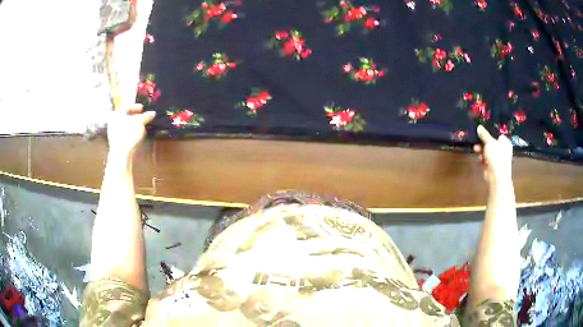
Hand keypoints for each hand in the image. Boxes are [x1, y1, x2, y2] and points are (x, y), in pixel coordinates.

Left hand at [107, 104, 155, 156]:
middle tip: (144, 117)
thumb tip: (152, 113)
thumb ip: (146, 116)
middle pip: (126, 116)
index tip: (143, 108)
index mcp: (117, 113)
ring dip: (134, 125)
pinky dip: (131, 132)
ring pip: (125, 125)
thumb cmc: (129, 134)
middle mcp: (113, 121)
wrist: (121, 153)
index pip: (128, 106)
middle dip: (135, 117)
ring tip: (142, 126)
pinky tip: (136, 135)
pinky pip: (124, 133)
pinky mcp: (116, 141)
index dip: (136, 107)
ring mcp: (113, 132)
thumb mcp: (140, 122)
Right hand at [473, 125, 512, 184]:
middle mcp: (503, 149)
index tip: (481, 131)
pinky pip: (486, 159)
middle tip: (476, 141)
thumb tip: (479, 126)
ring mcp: (498, 158)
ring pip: (488, 151)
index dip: (489, 132)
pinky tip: (478, 158)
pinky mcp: (492, 166)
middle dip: (483, 142)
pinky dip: (482, 158)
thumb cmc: (496, 156)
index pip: (497, 134)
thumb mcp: (489, 142)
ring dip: (481, 150)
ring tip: (475, 150)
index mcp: (505, 142)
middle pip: (491, 142)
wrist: (497, 177)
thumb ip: (484, 134)